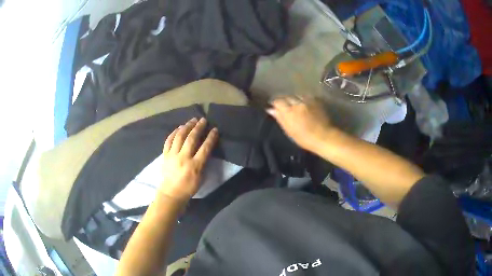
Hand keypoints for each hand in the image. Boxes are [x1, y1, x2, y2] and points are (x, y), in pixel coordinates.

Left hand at [160, 118, 217, 202]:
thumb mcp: (201, 177)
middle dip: (198, 127)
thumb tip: (205, 148)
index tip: (215, 129)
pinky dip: (174, 133)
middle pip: (191, 139)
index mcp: (195, 166)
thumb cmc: (189, 187)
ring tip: (192, 120)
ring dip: (186, 126)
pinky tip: (179, 128)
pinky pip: (169, 140)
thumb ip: (203, 162)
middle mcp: (183, 158)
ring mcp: (172, 155)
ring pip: (179, 137)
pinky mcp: (165, 155)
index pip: (205, 148)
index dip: (211, 137)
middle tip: (203, 120)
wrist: (171, 193)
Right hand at [267, 96, 334, 150]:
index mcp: (289, 111)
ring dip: (294, 98)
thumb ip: (280, 118)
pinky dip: (303, 99)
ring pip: (297, 95)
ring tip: (294, 104)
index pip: (278, 101)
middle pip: (287, 97)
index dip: (275, 103)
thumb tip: (271, 109)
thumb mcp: (289, 131)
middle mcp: (297, 103)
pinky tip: (304, 103)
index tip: (274, 107)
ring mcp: (308, 101)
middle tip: (284, 106)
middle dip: (284, 100)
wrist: (324, 137)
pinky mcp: (316, 101)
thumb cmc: (305, 138)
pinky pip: (306, 96)